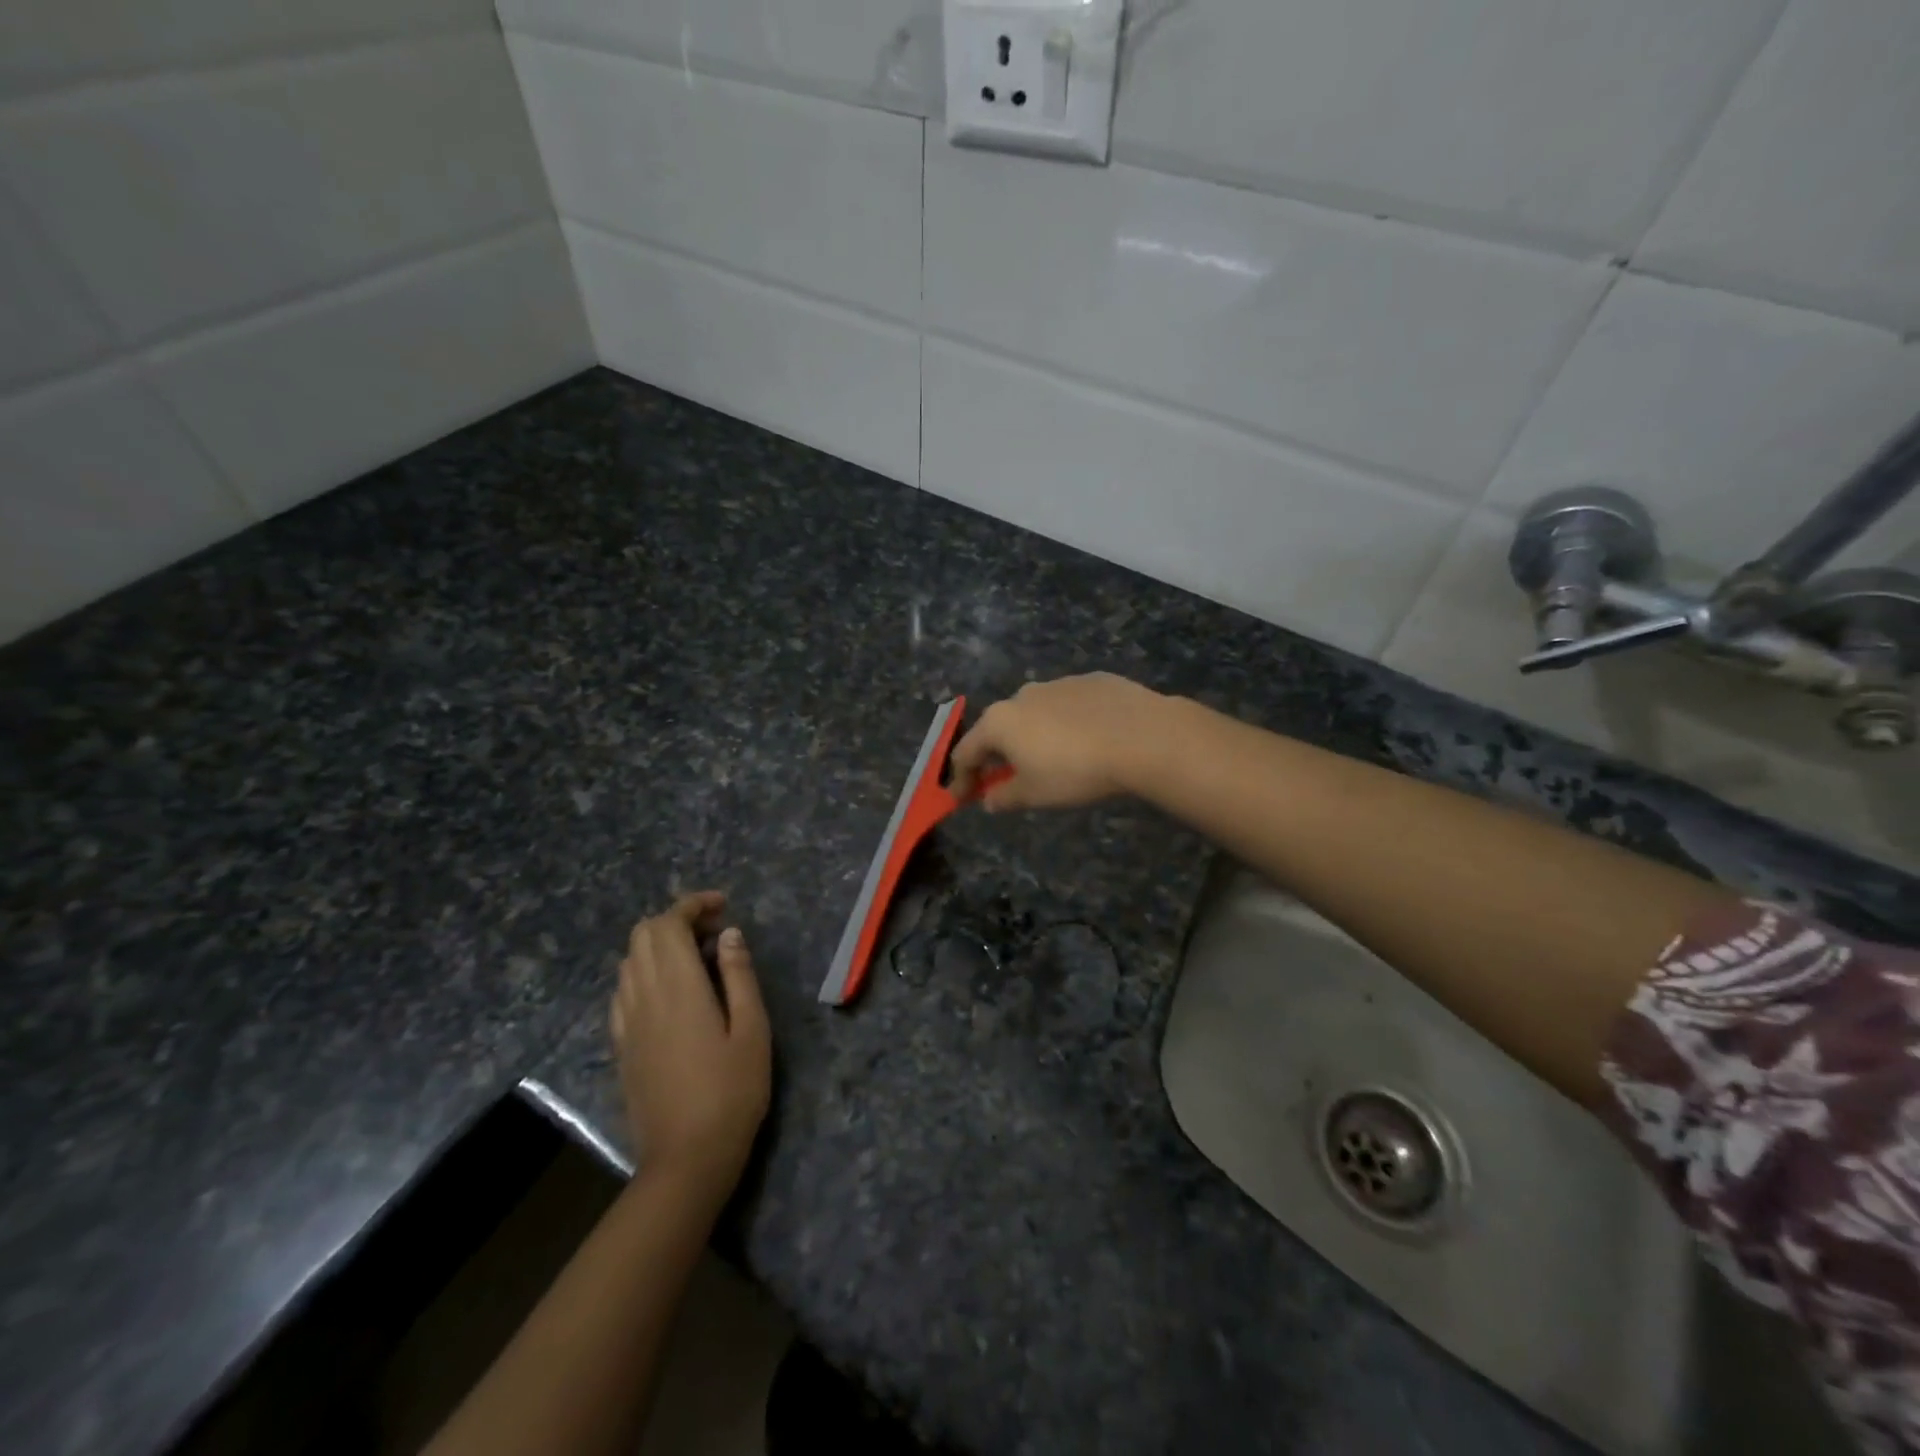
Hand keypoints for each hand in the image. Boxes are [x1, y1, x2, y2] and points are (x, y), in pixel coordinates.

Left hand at [609, 892, 770, 1200]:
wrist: (685, 1159)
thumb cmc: (732, 1092)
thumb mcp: (753, 1030)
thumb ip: (739, 975)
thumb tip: (728, 934)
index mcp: (678, 987)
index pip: (668, 923)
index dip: (693, 904)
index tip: (723, 907)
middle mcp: (643, 996)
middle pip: (643, 935)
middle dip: (676, 920)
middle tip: (715, 933)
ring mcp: (626, 1022)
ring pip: (630, 960)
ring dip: (660, 945)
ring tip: (698, 960)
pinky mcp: (621, 1045)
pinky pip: (624, 990)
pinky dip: (645, 973)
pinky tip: (672, 994)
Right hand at [949, 673, 1172, 810]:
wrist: (1143, 737)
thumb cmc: (1076, 771)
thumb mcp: (1035, 794)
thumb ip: (1005, 796)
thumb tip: (989, 799)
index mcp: (1000, 722)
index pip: (966, 752)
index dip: (962, 779)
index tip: (965, 798)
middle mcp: (1022, 695)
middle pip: (998, 728)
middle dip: (999, 755)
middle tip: (1009, 779)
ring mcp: (1058, 683)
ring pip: (1035, 713)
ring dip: (1033, 736)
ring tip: (1053, 760)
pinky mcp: (1092, 680)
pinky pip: (1068, 706)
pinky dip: (1066, 723)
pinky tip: (1087, 740)